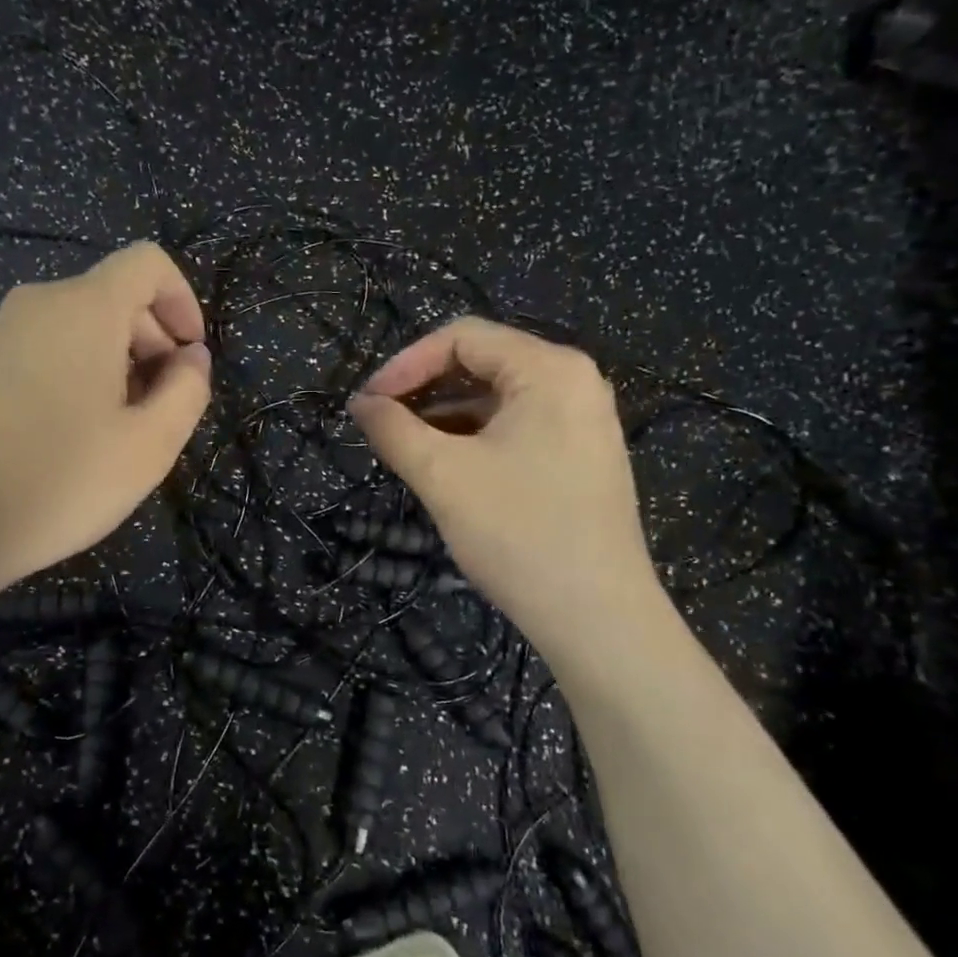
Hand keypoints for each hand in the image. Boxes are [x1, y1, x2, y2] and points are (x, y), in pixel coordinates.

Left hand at [0, 242, 210, 638]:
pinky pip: (39, 353)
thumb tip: (190, 358)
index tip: (189, 358)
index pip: (147, 263)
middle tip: (160, 410)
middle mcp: (36, 306)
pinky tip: (66, 440)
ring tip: (115, 433)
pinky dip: (71, 377)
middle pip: (112, 298)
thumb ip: (188, 391)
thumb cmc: (57, 481)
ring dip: (113, 366)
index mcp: (84, 309)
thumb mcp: (148, 446)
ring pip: (75, 329)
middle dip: (151, 342)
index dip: (183, 301)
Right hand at [347, 317, 661, 645]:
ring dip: (445, 416)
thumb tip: (360, 403)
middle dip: (424, 389)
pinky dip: (474, 438)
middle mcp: (574, 382)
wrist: (597, 618)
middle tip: (381, 424)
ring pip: (497, 399)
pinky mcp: (581, 456)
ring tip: (405, 448)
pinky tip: (446, 467)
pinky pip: (516, 427)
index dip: (405, 364)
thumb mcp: (442, 475)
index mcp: (549, 369)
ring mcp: (583, 421)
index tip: (367, 403)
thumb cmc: (518, 534)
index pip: (462, 337)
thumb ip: (393, 429)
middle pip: (482, 363)